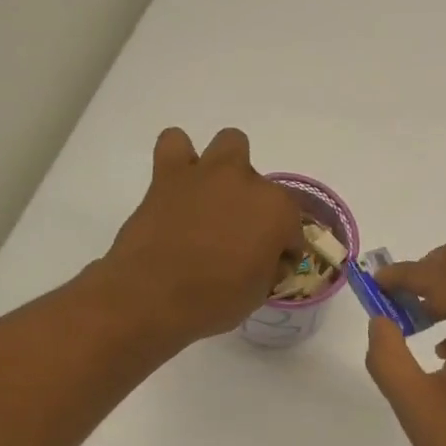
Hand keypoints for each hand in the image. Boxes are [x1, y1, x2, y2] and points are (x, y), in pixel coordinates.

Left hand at [103, 128, 304, 344]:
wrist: (152, 296)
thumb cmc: (214, 301)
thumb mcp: (258, 294)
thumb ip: (269, 267)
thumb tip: (267, 259)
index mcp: (277, 212)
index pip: (293, 229)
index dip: (283, 251)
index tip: (270, 268)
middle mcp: (248, 182)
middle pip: (264, 187)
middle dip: (256, 208)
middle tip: (239, 236)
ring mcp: (208, 173)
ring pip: (231, 143)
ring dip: (228, 168)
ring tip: (215, 199)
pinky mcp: (168, 174)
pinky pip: (175, 143)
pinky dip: (179, 158)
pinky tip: (179, 184)